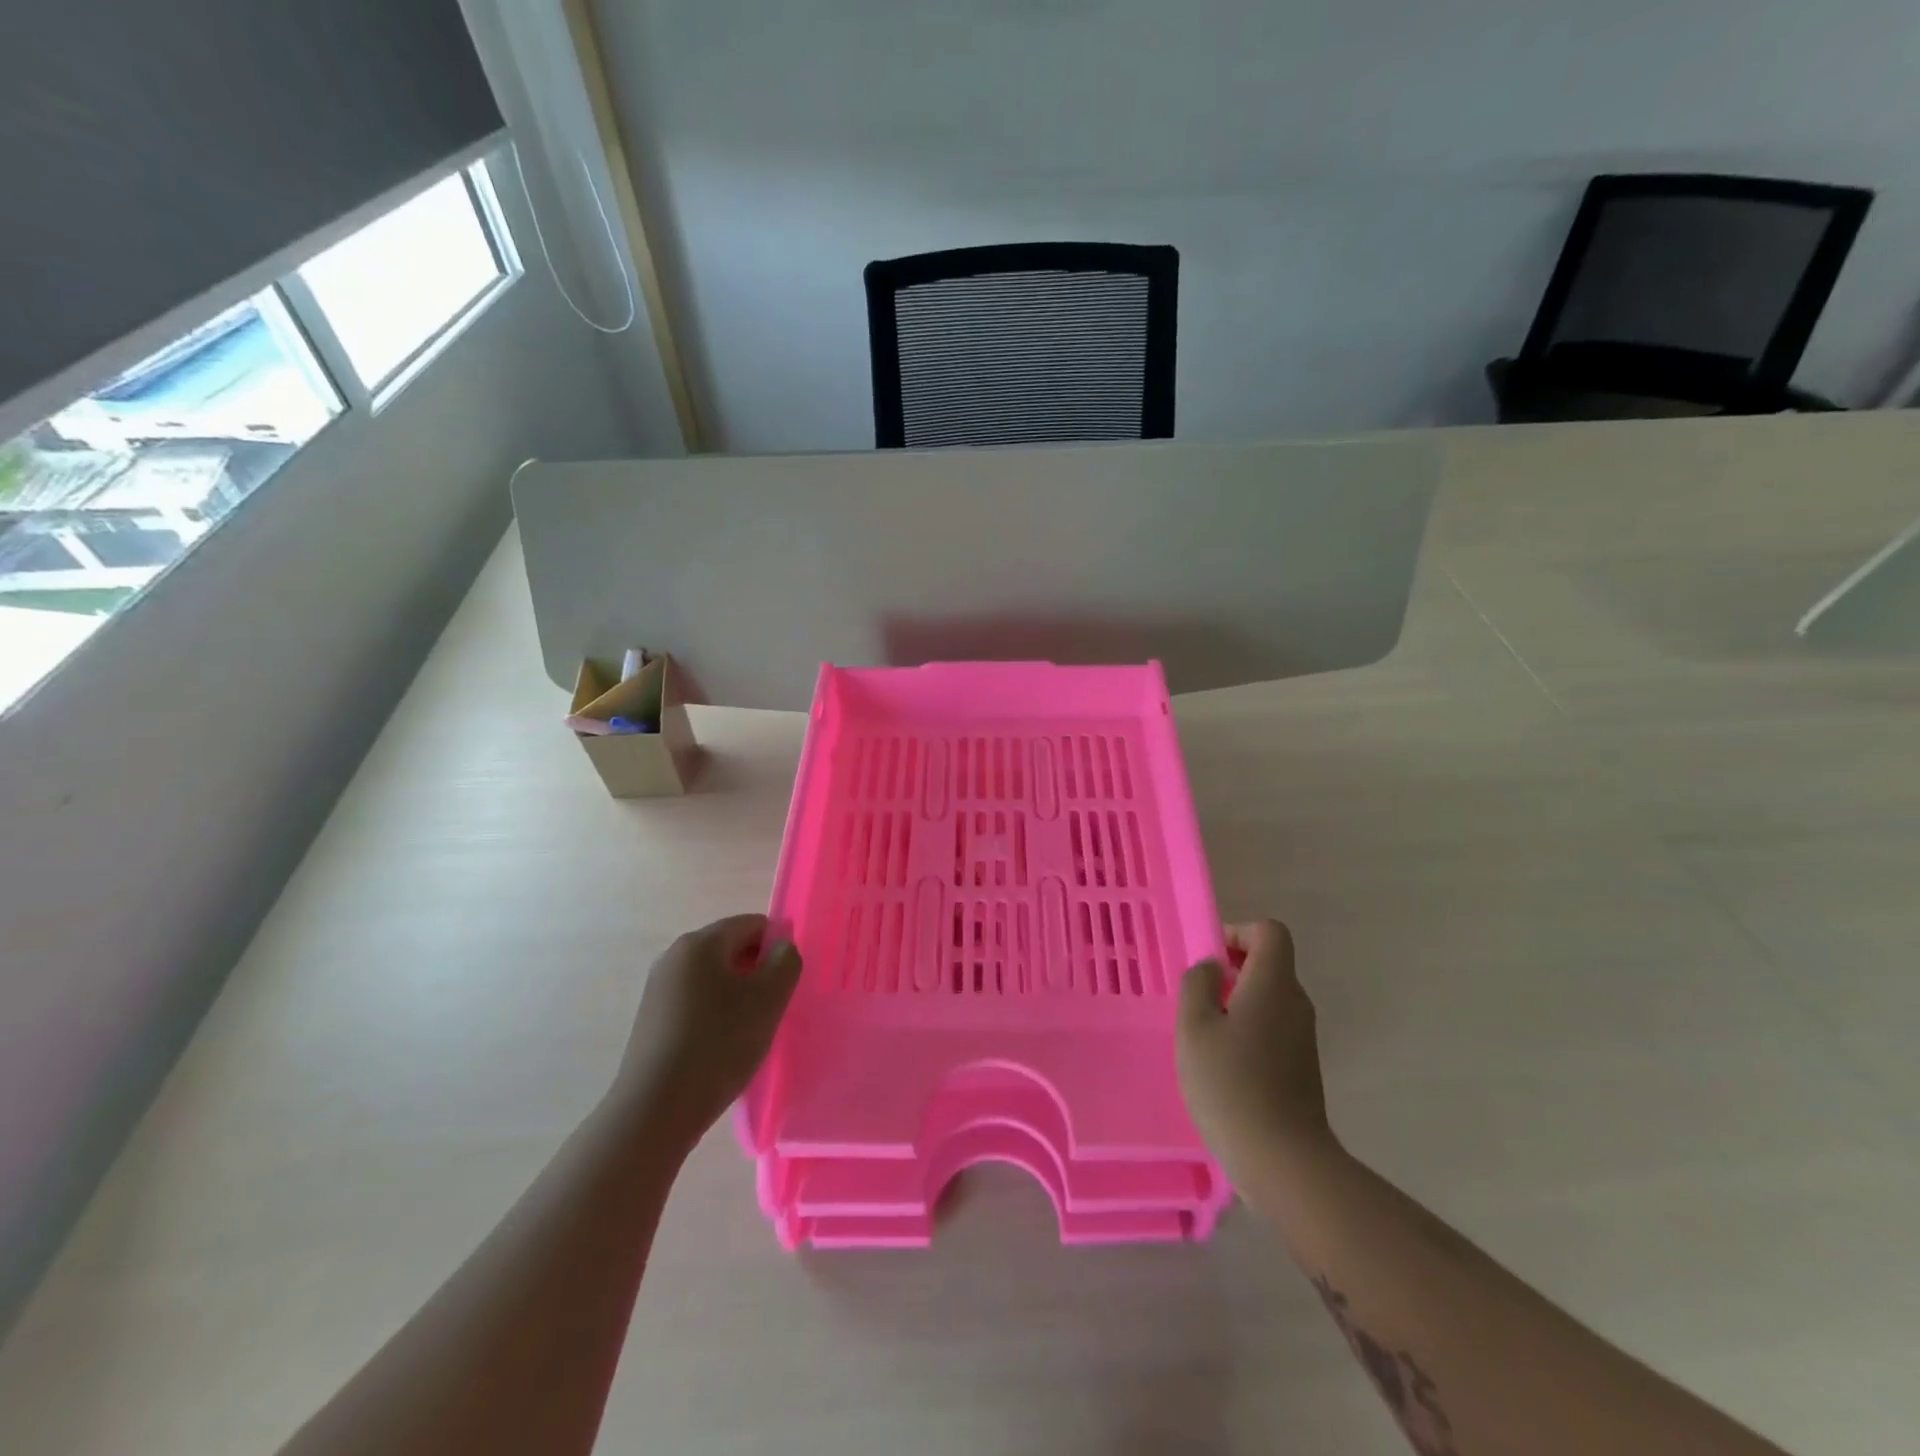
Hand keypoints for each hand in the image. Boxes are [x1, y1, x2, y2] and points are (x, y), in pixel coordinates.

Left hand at [613, 914, 801, 1152]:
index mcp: (701, 942)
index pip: (753, 924)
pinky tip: (722, 1046)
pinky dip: (716, 1014)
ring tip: (749, 1031)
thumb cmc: (718, 1044)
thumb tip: (780, 948)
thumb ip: (785, 961)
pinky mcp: (652, 1019)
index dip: (777, 947)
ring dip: (738, 995)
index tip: (787, 983)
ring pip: (714, 977)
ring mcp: (659, 988)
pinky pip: (696, 1001)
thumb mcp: (768, 999)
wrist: (655, 1110)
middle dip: (757, 972)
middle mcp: (674, 955)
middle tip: (773, 1007)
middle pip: (731, 948)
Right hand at [1176, 919, 1334, 1180]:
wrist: (1283, 1161)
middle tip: (1197, 998)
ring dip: (1238, 1002)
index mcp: (1273, 984)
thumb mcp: (1194, 1027)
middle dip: (1233, 970)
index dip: (1238, 932)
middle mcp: (1296, 1003)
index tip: (1210, 960)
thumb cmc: (1230, 1084)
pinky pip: (1274, 1028)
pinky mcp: (1303, 1068)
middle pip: (1271, 964)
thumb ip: (1198, 984)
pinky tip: (1224, 1064)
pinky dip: (1249, 1030)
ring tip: (1205, 1034)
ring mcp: (1303, 1038)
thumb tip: (1213, 968)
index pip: (1270, 932)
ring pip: (1270, 999)